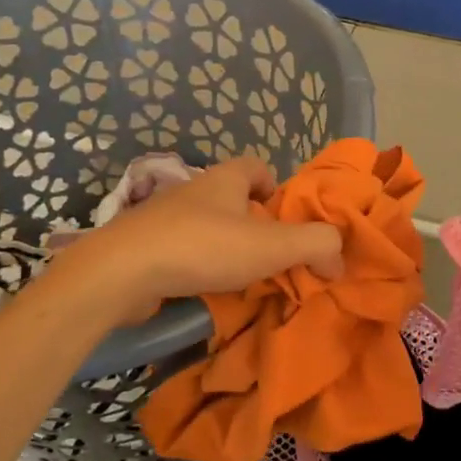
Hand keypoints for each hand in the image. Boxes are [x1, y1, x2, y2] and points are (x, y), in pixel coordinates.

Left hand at [58, 157, 342, 327]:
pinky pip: (184, 253)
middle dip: (256, 227)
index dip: (277, 188)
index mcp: (225, 178)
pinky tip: (207, 294)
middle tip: (274, 259)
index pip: (257, 166)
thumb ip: (316, 244)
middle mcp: (195, 190)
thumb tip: (339, 256)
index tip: (287, 221)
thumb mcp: (272, 245)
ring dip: (228, 251)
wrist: (122, 271)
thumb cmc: (203, 247)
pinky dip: (200, 269)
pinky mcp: (146, 247)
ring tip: (245, 283)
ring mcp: (165, 218)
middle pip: (234, 200)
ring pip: (209, 229)